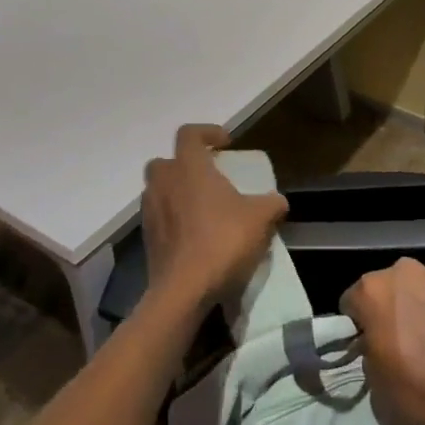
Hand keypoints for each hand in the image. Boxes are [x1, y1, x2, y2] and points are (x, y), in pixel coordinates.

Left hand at [141, 124, 288, 310]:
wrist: (184, 291)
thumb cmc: (222, 241)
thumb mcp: (260, 218)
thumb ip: (272, 203)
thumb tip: (277, 201)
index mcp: (189, 167)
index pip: (189, 134)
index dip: (207, 132)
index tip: (226, 144)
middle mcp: (164, 183)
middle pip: (166, 161)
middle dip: (185, 164)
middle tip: (209, 177)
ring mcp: (150, 212)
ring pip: (159, 190)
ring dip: (178, 192)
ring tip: (203, 209)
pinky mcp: (147, 239)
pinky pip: (159, 218)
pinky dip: (174, 220)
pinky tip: (195, 236)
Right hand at [342, 258, 424, 424]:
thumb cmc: (419, 392)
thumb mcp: (374, 378)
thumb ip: (368, 345)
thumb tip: (376, 339)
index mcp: (373, 290)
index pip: (353, 300)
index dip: (359, 323)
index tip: (369, 342)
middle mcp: (405, 271)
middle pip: (388, 285)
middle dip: (390, 306)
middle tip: (401, 339)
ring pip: (421, 284)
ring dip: (421, 302)